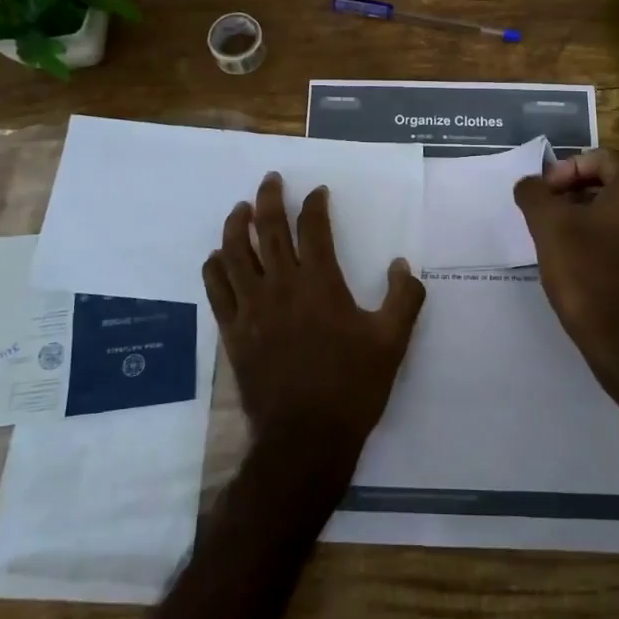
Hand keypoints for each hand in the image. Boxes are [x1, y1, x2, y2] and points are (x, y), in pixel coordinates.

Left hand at [203, 173, 425, 477]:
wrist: (305, 439)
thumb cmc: (352, 388)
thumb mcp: (392, 342)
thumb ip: (404, 298)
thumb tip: (402, 265)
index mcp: (321, 284)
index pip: (313, 228)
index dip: (315, 204)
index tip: (317, 192)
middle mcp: (282, 286)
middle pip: (269, 229)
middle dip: (270, 198)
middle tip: (270, 179)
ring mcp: (251, 308)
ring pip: (235, 252)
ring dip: (236, 225)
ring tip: (240, 209)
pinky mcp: (232, 331)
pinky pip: (216, 289)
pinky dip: (215, 266)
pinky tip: (217, 256)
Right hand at [514, 150, 618, 382]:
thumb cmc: (584, 271)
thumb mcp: (548, 224)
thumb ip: (533, 193)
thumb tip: (528, 184)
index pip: (600, 158)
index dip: (565, 169)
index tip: (544, 194)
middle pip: (609, 183)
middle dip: (573, 192)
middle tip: (546, 211)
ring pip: (616, 211)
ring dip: (584, 215)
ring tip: (555, 235)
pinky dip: (599, 237)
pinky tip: (575, 258)